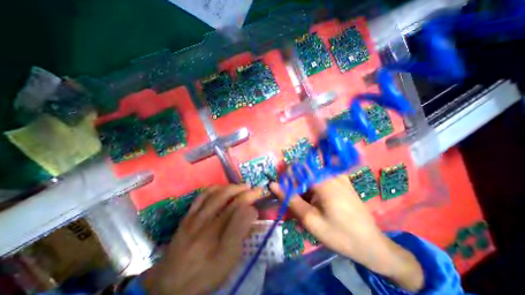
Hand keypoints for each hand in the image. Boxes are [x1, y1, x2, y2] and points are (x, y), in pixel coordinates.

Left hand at [143, 186, 259, 294]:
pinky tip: (222, 187)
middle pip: (227, 199)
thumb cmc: (206, 273)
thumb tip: (251, 212)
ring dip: (231, 187)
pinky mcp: (187, 216)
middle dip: (244, 190)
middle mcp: (205, 226)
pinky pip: (202, 195)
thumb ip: (241, 234)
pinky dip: (215, 188)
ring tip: (241, 186)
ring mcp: (194, 218)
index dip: (251, 199)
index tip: (259, 195)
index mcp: (218, 241)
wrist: (171, 285)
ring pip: (215, 194)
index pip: (238, 211)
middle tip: (253, 188)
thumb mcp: (228, 261)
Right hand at [268, 176, 423, 291]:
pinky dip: (314, 188)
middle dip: (296, 185)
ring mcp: (339, 177)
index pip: (297, 169)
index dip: (287, 178)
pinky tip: (317, 202)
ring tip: (307, 207)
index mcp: (324, 181)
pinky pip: (321, 178)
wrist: (372, 245)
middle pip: (304, 172)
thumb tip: (273, 184)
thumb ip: (290, 199)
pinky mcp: (342, 181)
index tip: (283, 191)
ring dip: (305, 188)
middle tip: (295, 203)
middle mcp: (331, 174)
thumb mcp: (310, 220)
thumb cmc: (339, 235)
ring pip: (312, 176)